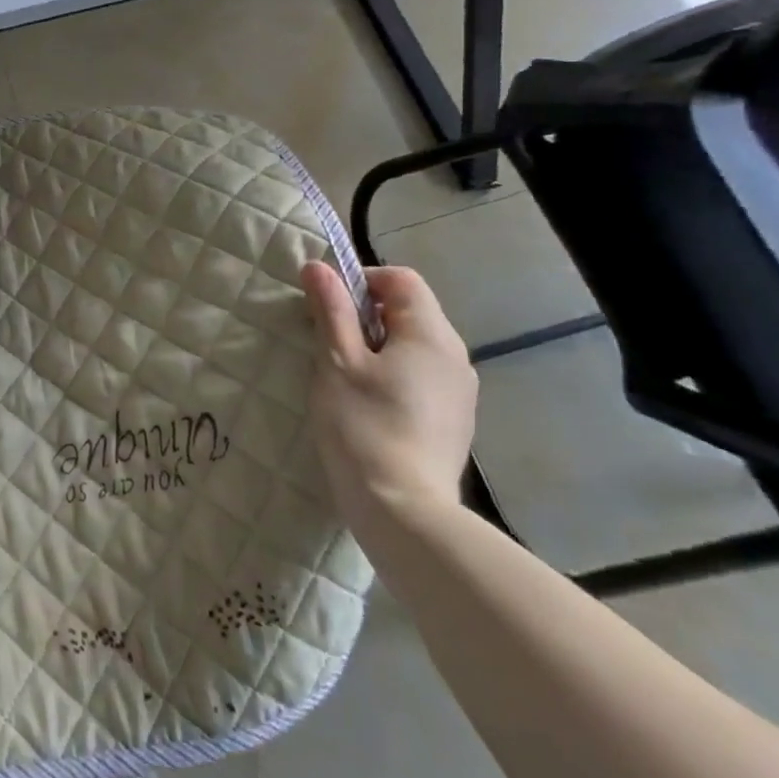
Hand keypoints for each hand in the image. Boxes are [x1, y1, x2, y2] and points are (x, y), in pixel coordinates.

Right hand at [300, 262, 477, 538]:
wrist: (404, 511)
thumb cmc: (363, 425)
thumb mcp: (337, 360)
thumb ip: (331, 310)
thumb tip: (319, 266)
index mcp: (431, 334)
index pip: (400, 279)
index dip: (361, 281)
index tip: (328, 308)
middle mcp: (455, 356)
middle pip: (409, 311)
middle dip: (365, 317)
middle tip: (328, 344)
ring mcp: (459, 392)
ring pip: (413, 346)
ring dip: (376, 348)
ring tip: (344, 378)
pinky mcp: (453, 421)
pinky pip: (420, 377)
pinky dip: (392, 375)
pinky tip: (368, 406)